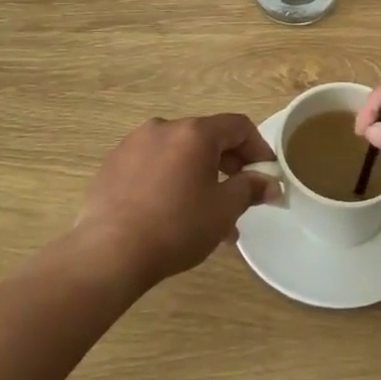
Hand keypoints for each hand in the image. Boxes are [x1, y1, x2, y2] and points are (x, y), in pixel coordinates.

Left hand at [73, 114, 281, 289]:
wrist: (108, 253)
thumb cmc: (176, 227)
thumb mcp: (223, 210)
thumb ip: (251, 189)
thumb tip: (272, 184)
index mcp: (195, 132)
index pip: (238, 126)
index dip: (258, 148)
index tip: (266, 175)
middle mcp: (164, 127)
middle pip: (207, 139)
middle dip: (228, 167)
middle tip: (239, 199)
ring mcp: (134, 144)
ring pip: (179, 155)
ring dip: (199, 178)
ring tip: (206, 219)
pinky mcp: (113, 164)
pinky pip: (152, 166)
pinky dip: (169, 182)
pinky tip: (169, 215)